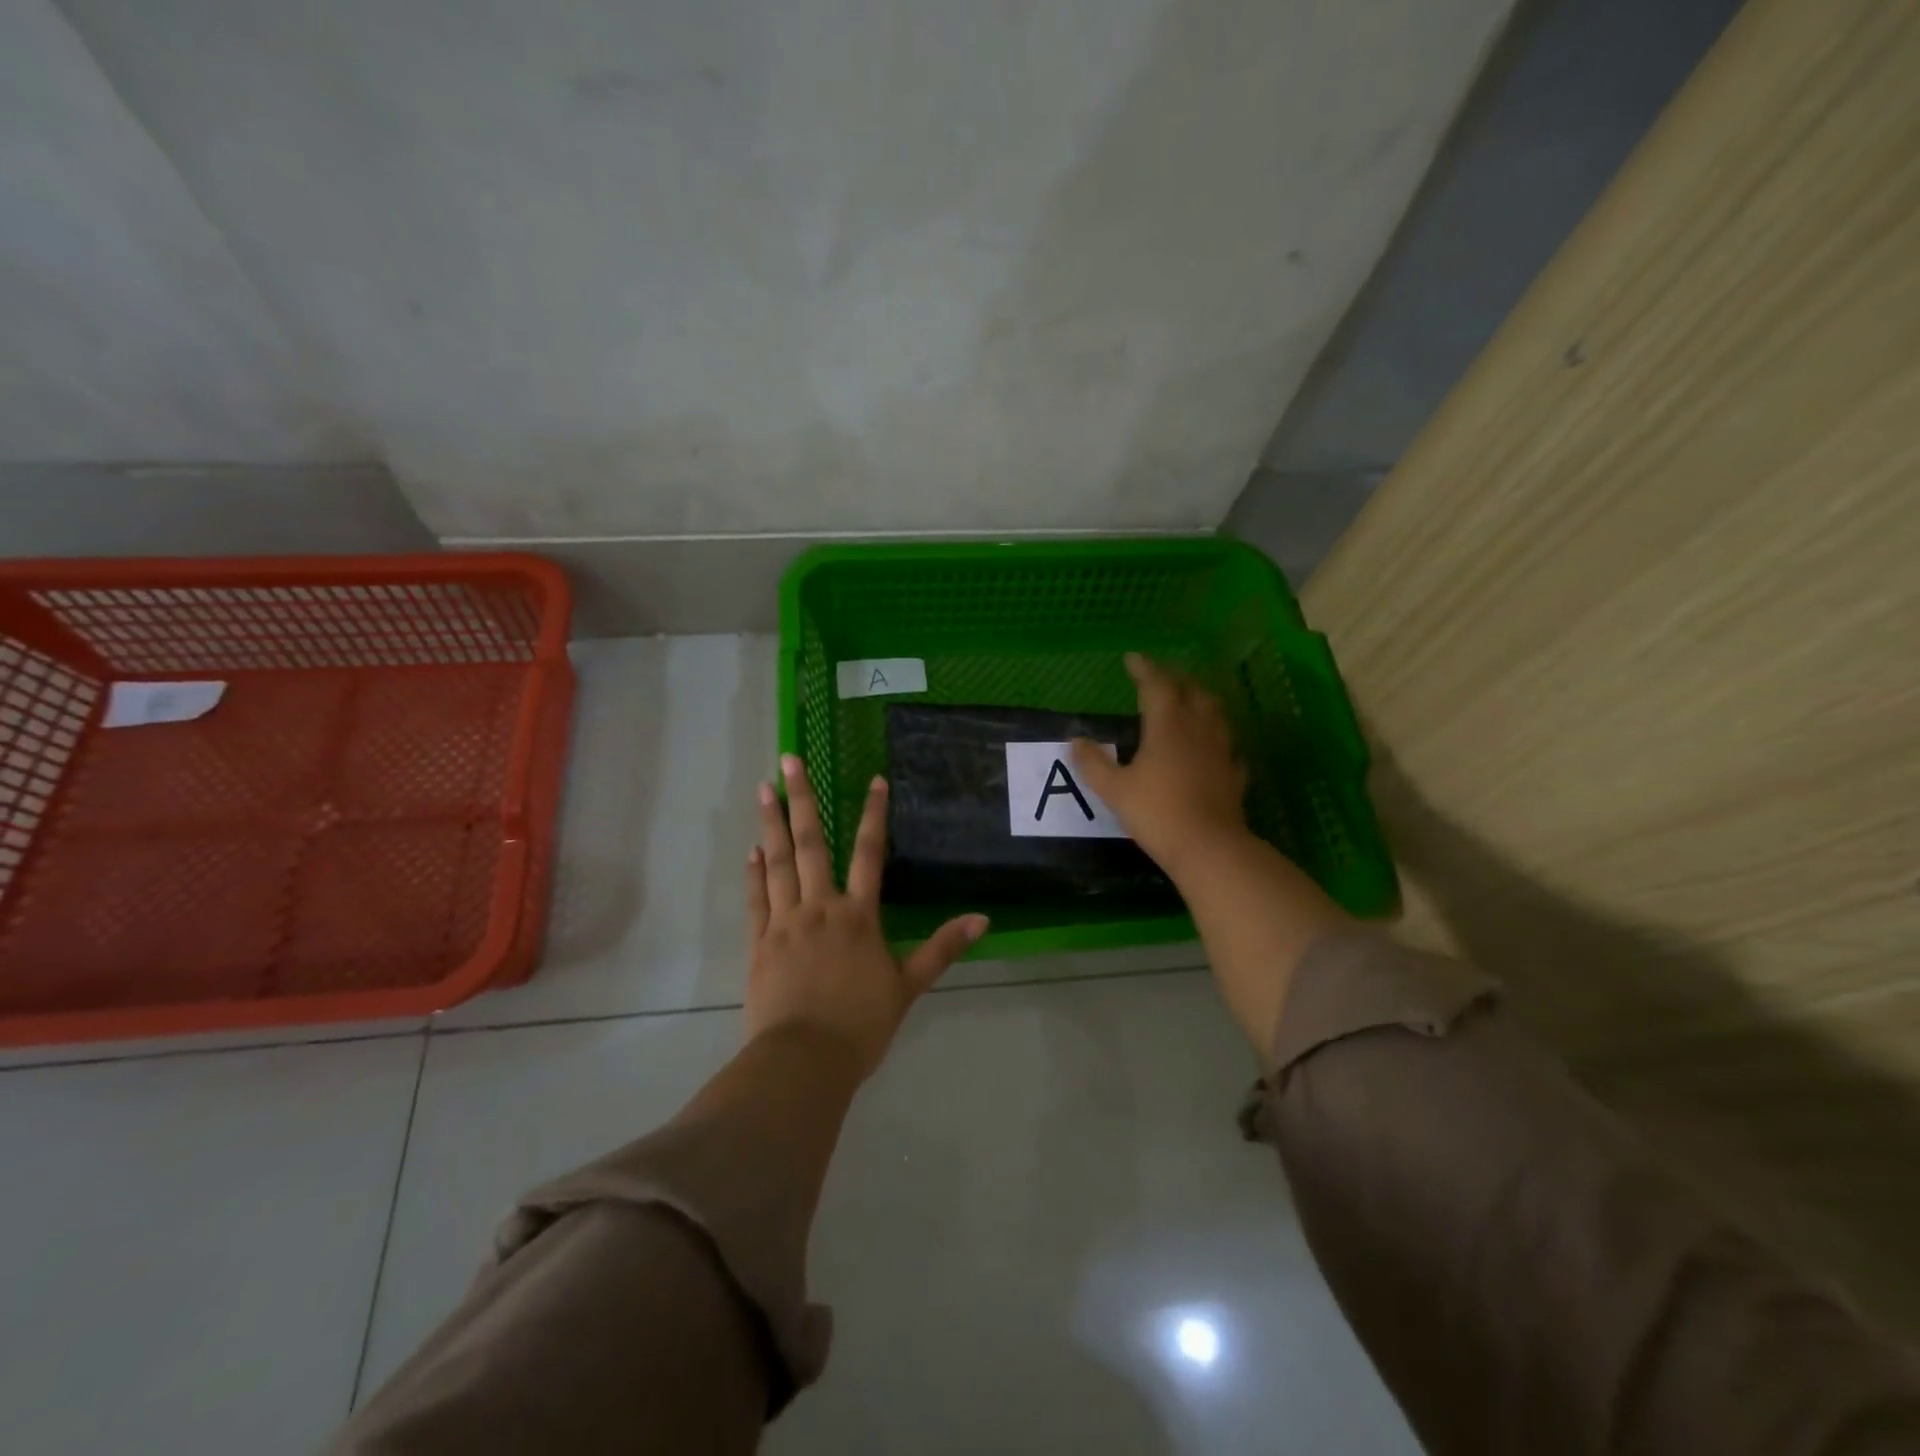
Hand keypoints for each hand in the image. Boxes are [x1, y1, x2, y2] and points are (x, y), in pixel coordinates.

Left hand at [746, 754, 987, 1080]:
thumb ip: (942, 948)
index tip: (873, 779)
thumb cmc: (861, 1024)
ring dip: (771, 823)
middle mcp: (820, 907)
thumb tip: (982, 918)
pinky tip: (752, 849)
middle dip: (803, 798)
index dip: (874, 814)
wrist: (804, 1061)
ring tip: (764, 787)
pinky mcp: (759, 943)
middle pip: (811, 843)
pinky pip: (756, 899)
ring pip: (777, 862)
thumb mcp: (909, 986)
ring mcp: (785, 923)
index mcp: (858, 915)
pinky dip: (754, 872)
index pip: (870, 852)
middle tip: (790, 758)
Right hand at [1070, 653, 1251, 879]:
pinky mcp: (1234, 772)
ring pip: (1214, 711)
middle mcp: (1198, 728)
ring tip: (1187, 700)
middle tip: (1158, 676)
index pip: (1157, 684)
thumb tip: (1076, 740)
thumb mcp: (1114, 789)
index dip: (1144, 669)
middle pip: (1191, 690)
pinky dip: (1215, 735)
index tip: (1132, 658)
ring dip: (1198, 698)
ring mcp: (1221, 749)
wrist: (1208, 847)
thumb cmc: (1156, 812)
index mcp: (1168, 724)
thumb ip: (1093, 763)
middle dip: (1174, 678)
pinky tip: (1210, 745)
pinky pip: (1226, 743)